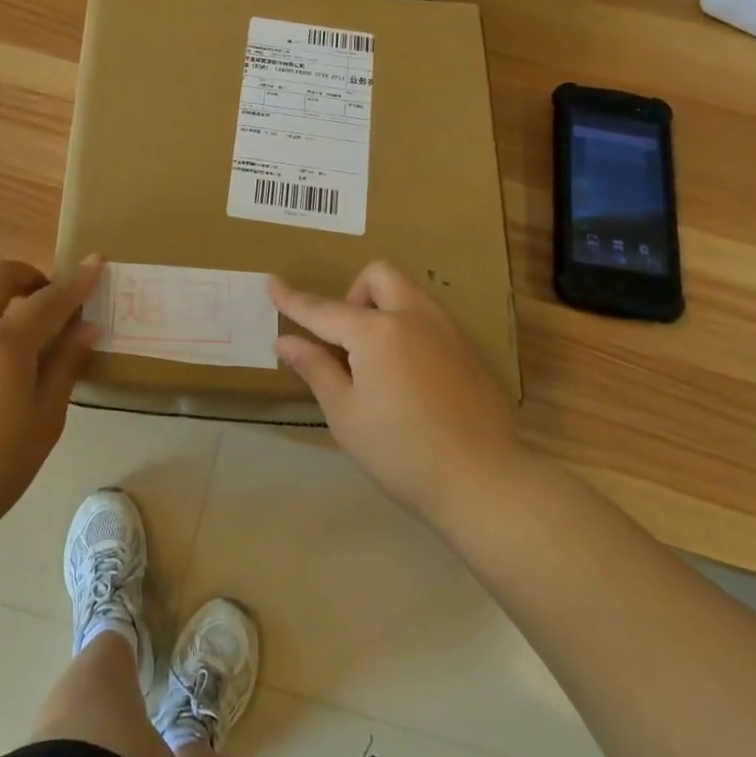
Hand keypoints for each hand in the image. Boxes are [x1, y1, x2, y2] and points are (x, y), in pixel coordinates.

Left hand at [0, 257, 102, 541]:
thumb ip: (64, 366)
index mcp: (3, 345)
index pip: (48, 300)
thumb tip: (86, 328)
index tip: (95, 262)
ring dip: (1, 306)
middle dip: (27, 275)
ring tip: (21, 348)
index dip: (76, 281)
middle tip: (47, 298)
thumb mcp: (44, 421)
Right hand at [270, 261, 526, 525]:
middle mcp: (413, 317)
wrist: (484, 480)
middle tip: (346, 342)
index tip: (271, 283)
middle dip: (353, 295)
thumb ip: (315, 368)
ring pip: (407, 293)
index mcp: (377, 331)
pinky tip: (407, 377)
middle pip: (378, 276)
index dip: (293, 299)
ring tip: (374, 362)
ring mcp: (447, 331)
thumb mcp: (345, 413)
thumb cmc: (401, 451)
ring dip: (382, 308)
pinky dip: (406, 328)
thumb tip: (285, 341)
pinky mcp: (468, 350)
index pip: (323, 310)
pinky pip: (428, 318)